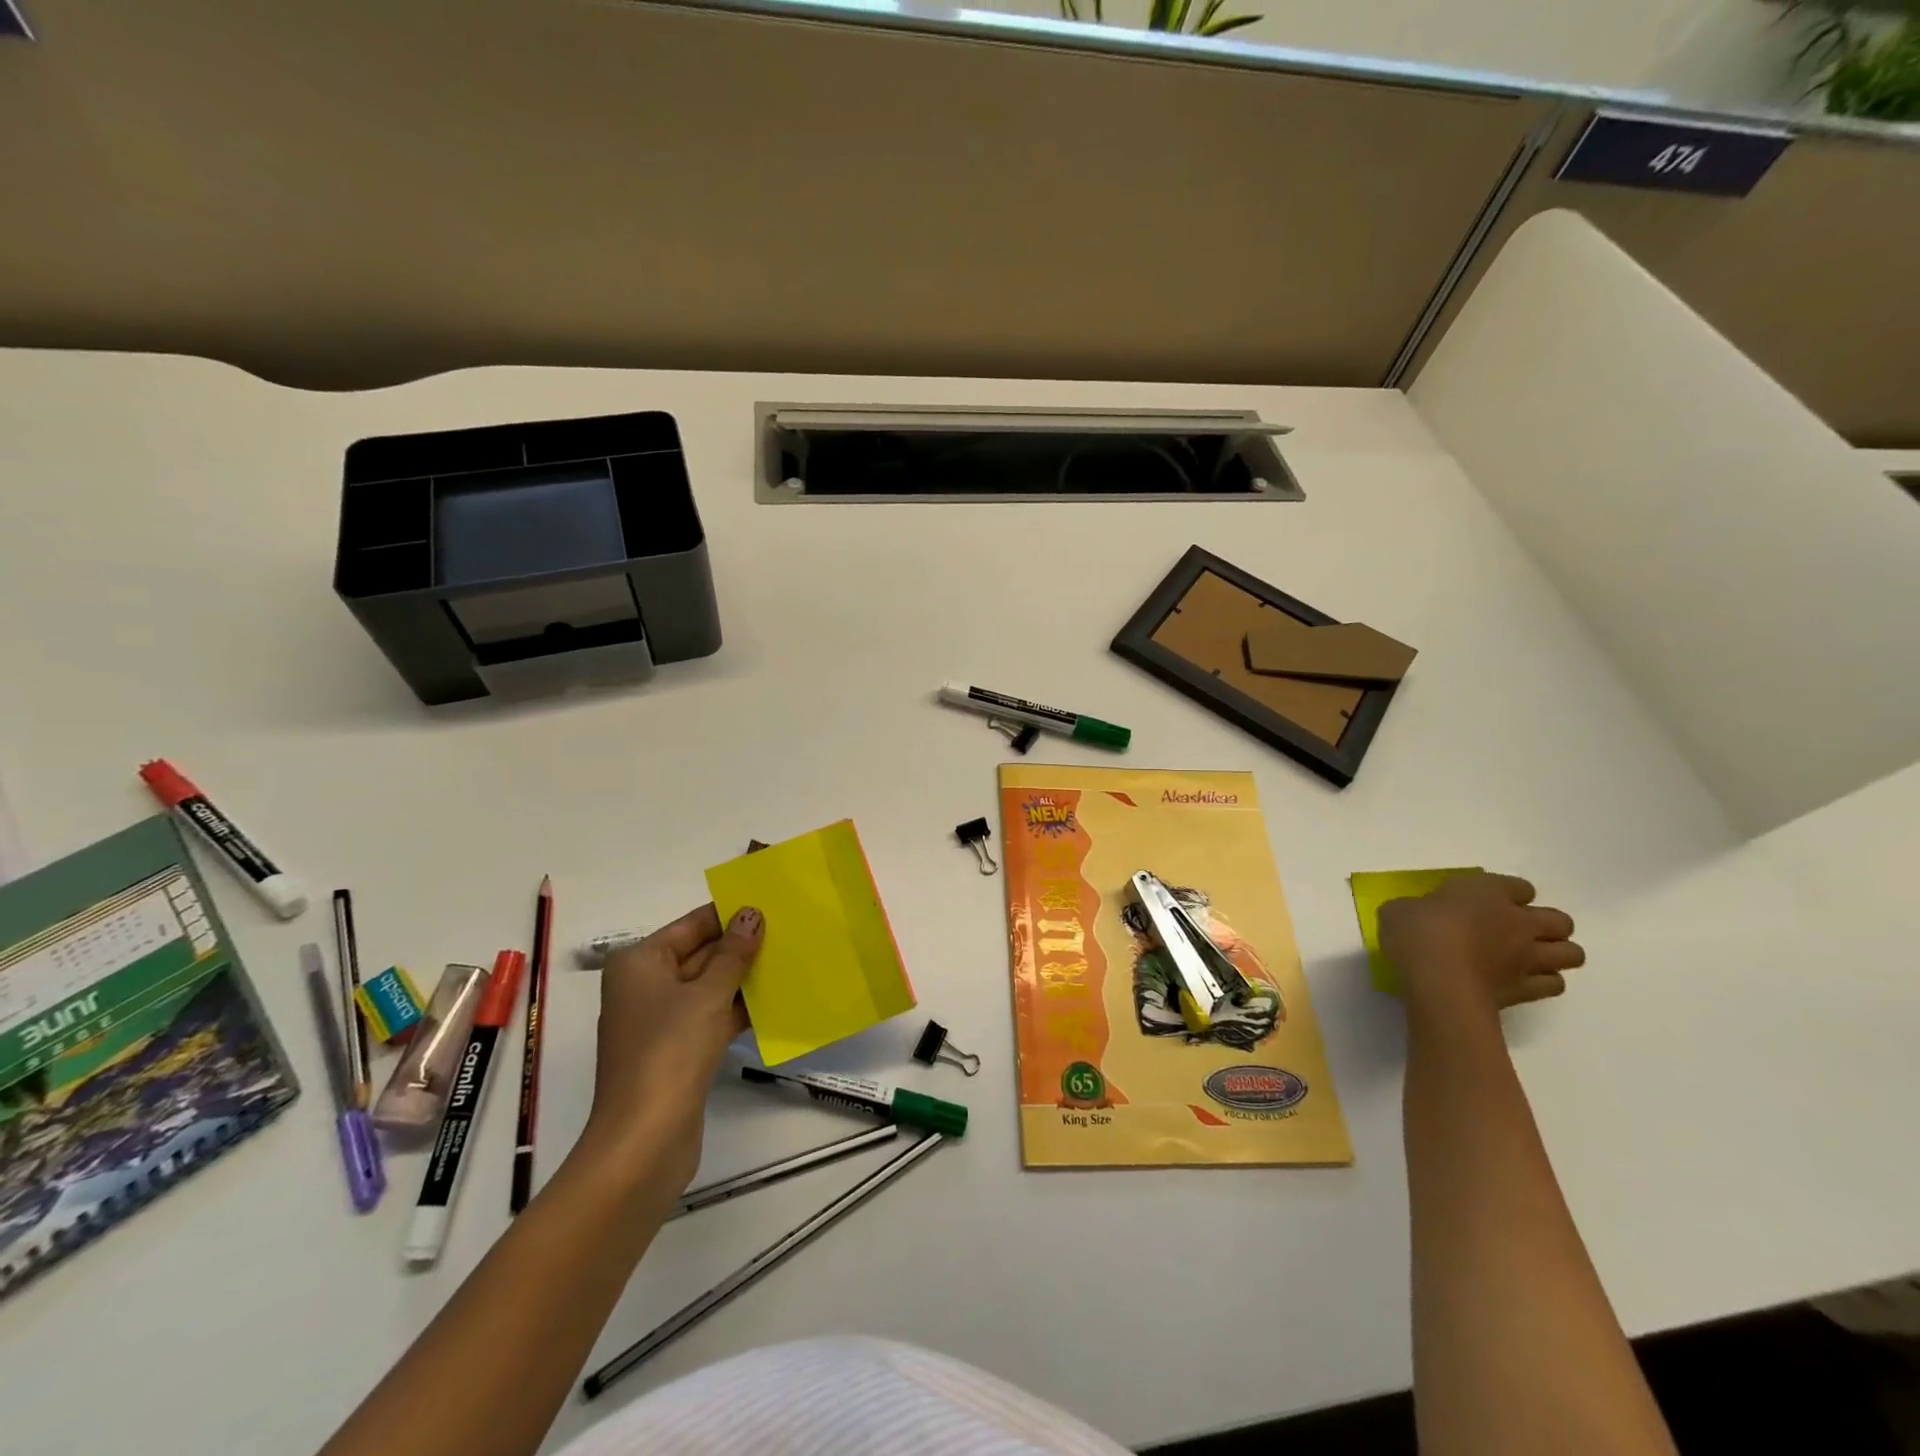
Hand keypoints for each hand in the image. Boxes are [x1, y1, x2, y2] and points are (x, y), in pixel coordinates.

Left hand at [579, 903, 763, 1191]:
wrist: (644, 1141)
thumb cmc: (669, 1053)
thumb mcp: (707, 995)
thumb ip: (733, 953)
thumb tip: (752, 913)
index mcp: (640, 963)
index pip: (692, 925)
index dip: (730, 914)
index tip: (772, 903)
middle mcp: (646, 986)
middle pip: (701, 953)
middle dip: (742, 946)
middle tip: (790, 929)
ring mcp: (661, 1020)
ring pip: (710, 986)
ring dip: (745, 977)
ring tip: (792, 958)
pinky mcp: (678, 1050)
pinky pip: (713, 1015)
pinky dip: (740, 1008)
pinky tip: (777, 999)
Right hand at [1378, 873, 1582, 1022]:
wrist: (1438, 980)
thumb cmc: (1417, 934)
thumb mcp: (1399, 910)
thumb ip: (1415, 909)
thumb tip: (1415, 915)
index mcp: (1486, 892)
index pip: (1519, 886)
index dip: (1508, 894)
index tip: (1487, 902)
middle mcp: (1518, 921)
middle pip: (1560, 920)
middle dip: (1546, 926)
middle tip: (1516, 931)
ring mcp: (1529, 957)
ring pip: (1572, 954)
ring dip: (1554, 954)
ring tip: (1528, 958)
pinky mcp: (1528, 990)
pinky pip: (1554, 984)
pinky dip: (1543, 982)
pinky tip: (1520, 981)